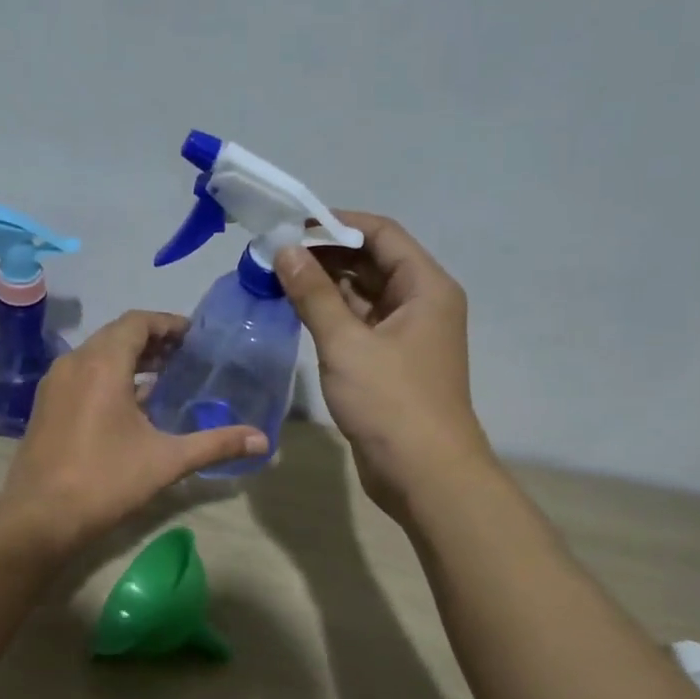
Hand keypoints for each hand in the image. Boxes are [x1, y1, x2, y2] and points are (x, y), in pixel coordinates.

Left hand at [2, 311, 266, 550]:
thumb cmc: (105, 480)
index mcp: (103, 363)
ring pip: (97, 354)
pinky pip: (82, 374)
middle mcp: (75, 363)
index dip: (168, 323)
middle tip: (186, 356)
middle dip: (152, 340)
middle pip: (117, 334)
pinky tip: (130, 404)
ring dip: (129, 358)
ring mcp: (55, 383)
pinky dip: (109, 375)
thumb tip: (264, 441)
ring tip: (164, 376)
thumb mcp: (167, 460)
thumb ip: (216, 444)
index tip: (195, 337)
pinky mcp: (46, 404)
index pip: (138, 322)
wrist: (39, 517)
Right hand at [275, 213, 492, 519]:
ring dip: (324, 284)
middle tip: (274, 254)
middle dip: (325, 254)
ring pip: (363, 294)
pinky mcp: (390, 362)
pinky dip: (331, 314)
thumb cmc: (391, 402)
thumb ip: (314, 294)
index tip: (290, 226)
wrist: (424, 475)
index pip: (381, 233)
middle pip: (372, 261)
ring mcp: (407, 335)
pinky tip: (296, 310)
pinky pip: (359, 324)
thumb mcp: (346, 343)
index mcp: (425, 287)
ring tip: (277, 277)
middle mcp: (421, 303)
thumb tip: (285, 251)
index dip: (336, 223)